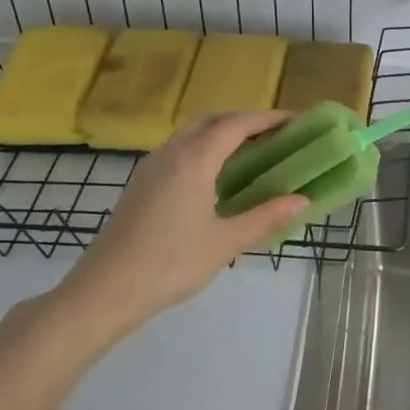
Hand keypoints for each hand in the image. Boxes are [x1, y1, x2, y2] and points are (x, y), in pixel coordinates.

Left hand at [43, 111, 308, 347]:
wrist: (106, 290)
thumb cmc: (171, 264)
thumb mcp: (226, 243)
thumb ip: (266, 217)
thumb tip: (303, 200)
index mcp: (193, 162)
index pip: (236, 126)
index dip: (267, 119)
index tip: (295, 120)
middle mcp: (171, 154)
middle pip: (211, 120)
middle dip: (244, 120)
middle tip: (275, 134)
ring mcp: (151, 168)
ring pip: (192, 134)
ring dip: (223, 133)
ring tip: (253, 152)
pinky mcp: (142, 184)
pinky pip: (180, 151)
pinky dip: (205, 149)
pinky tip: (219, 176)